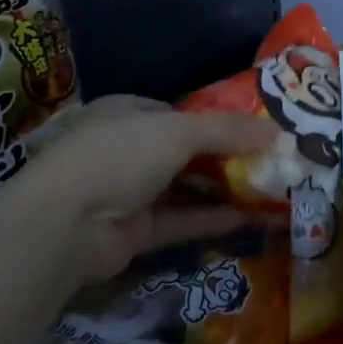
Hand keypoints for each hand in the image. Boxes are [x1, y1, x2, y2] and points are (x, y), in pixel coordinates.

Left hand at [20, 96, 274, 283]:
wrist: (66, 224)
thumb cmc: (120, 155)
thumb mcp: (178, 130)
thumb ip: (227, 130)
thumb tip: (276, 130)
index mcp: (128, 113)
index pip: (177, 112)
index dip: (215, 119)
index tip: (253, 128)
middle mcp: (127, 149)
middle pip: (184, 150)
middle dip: (225, 155)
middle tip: (268, 160)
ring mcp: (128, 192)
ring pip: (184, 187)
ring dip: (221, 188)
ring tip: (267, 189)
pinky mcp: (134, 232)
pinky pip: (179, 220)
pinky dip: (210, 219)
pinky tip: (248, 218)